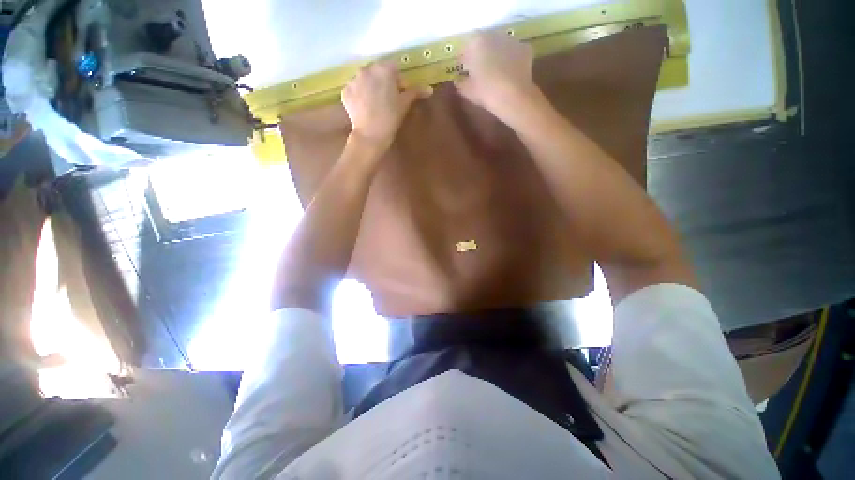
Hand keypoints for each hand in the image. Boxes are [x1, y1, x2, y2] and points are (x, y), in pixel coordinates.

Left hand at [342, 62, 431, 149]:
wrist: (370, 134)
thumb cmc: (391, 118)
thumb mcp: (405, 104)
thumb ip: (416, 92)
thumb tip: (429, 89)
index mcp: (383, 69)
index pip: (394, 67)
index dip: (398, 80)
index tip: (400, 93)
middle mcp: (366, 69)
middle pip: (378, 71)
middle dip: (383, 82)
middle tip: (388, 100)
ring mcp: (353, 80)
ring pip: (365, 79)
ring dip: (371, 87)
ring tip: (375, 105)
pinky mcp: (345, 91)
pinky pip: (355, 89)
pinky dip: (360, 95)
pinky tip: (365, 108)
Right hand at [455, 31, 537, 117]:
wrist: (513, 96)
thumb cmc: (485, 91)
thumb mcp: (466, 91)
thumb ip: (460, 83)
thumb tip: (458, 80)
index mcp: (476, 42)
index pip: (465, 50)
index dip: (464, 61)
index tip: (464, 72)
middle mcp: (494, 35)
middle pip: (484, 44)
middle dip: (481, 55)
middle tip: (480, 72)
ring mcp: (512, 40)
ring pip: (500, 46)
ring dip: (497, 55)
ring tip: (496, 73)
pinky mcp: (525, 49)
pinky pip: (514, 53)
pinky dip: (511, 60)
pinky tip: (509, 74)